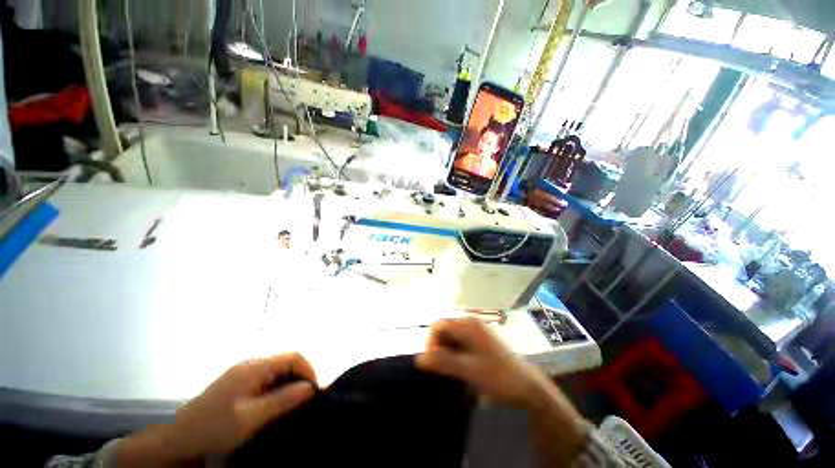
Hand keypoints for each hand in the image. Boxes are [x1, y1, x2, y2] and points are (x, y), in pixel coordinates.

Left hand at [117, 353, 316, 465]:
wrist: (180, 435)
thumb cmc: (215, 427)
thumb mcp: (251, 418)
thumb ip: (282, 400)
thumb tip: (310, 388)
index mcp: (254, 367)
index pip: (292, 356)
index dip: (308, 369)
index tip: (313, 391)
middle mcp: (251, 363)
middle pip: (286, 361)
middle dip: (300, 377)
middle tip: (304, 400)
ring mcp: (244, 371)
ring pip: (278, 369)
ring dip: (289, 383)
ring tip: (291, 403)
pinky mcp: (240, 380)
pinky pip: (267, 377)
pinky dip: (277, 387)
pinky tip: (274, 403)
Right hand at [417, 318, 588, 466]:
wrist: (527, 387)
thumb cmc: (498, 376)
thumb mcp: (468, 370)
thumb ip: (443, 362)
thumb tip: (419, 358)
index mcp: (468, 325)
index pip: (439, 326)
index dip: (431, 343)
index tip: (432, 363)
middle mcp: (471, 323)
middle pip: (445, 329)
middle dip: (438, 347)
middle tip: (441, 369)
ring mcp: (477, 331)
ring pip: (452, 336)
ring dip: (446, 351)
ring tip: (451, 370)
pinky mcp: (481, 340)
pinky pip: (461, 342)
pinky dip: (455, 353)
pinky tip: (460, 367)